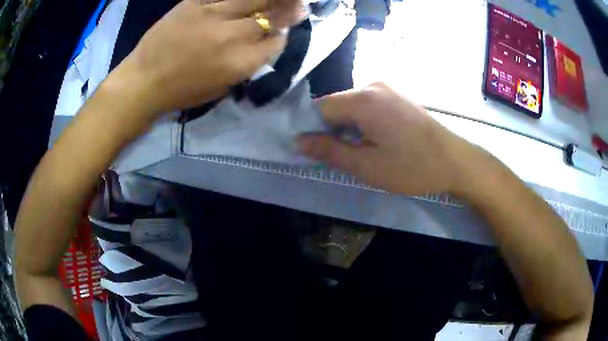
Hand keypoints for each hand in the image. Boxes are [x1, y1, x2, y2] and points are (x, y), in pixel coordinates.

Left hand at [112, 0, 304, 114]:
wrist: (143, 81)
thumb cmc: (181, 92)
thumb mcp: (221, 87)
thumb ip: (246, 64)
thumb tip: (264, 43)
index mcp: (238, 63)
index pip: (275, 43)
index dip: (283, 36)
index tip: (284, 32)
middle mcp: (230, 35)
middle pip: (270, 16)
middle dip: (289, 10)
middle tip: (300, 4)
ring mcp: (211, 14)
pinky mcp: (193, 3)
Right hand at [298, 83, 479, 195]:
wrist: (454, 160)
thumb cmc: (411, 166)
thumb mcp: (367, 165)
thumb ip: (329, 151)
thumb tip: (298, 142)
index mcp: (362, 100)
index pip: (319, 107)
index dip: (313, 129)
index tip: (318, 150)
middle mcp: (372, 85)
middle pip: (336, 104)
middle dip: (332, 128)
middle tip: (343, 155)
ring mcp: (387, 88)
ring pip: (352, 104)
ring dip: (349, 126)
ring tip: (363, 148)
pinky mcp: (397, 95)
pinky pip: (368, 104)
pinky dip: (363, 120)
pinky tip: (377, 137)